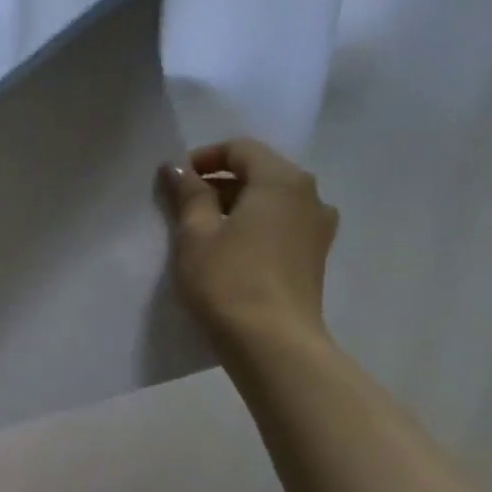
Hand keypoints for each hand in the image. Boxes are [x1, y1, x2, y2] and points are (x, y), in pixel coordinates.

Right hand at [156, 137, 339, 354]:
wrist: (271, 341)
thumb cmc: (228, 280)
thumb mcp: (195, 234)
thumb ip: (188, 195)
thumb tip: (177, 168)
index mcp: (282, 181)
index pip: (241, 149)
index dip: (203, 158)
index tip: (173, 182)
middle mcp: (310, 195)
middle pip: (258, 173)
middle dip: (217, 184)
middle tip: (179, 209)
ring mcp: (317, 228)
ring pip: (269, 203)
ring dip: (234, 208)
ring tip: (200, 234)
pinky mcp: (313, 257)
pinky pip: (278, 227)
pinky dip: (250, 229)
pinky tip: (226, 254)